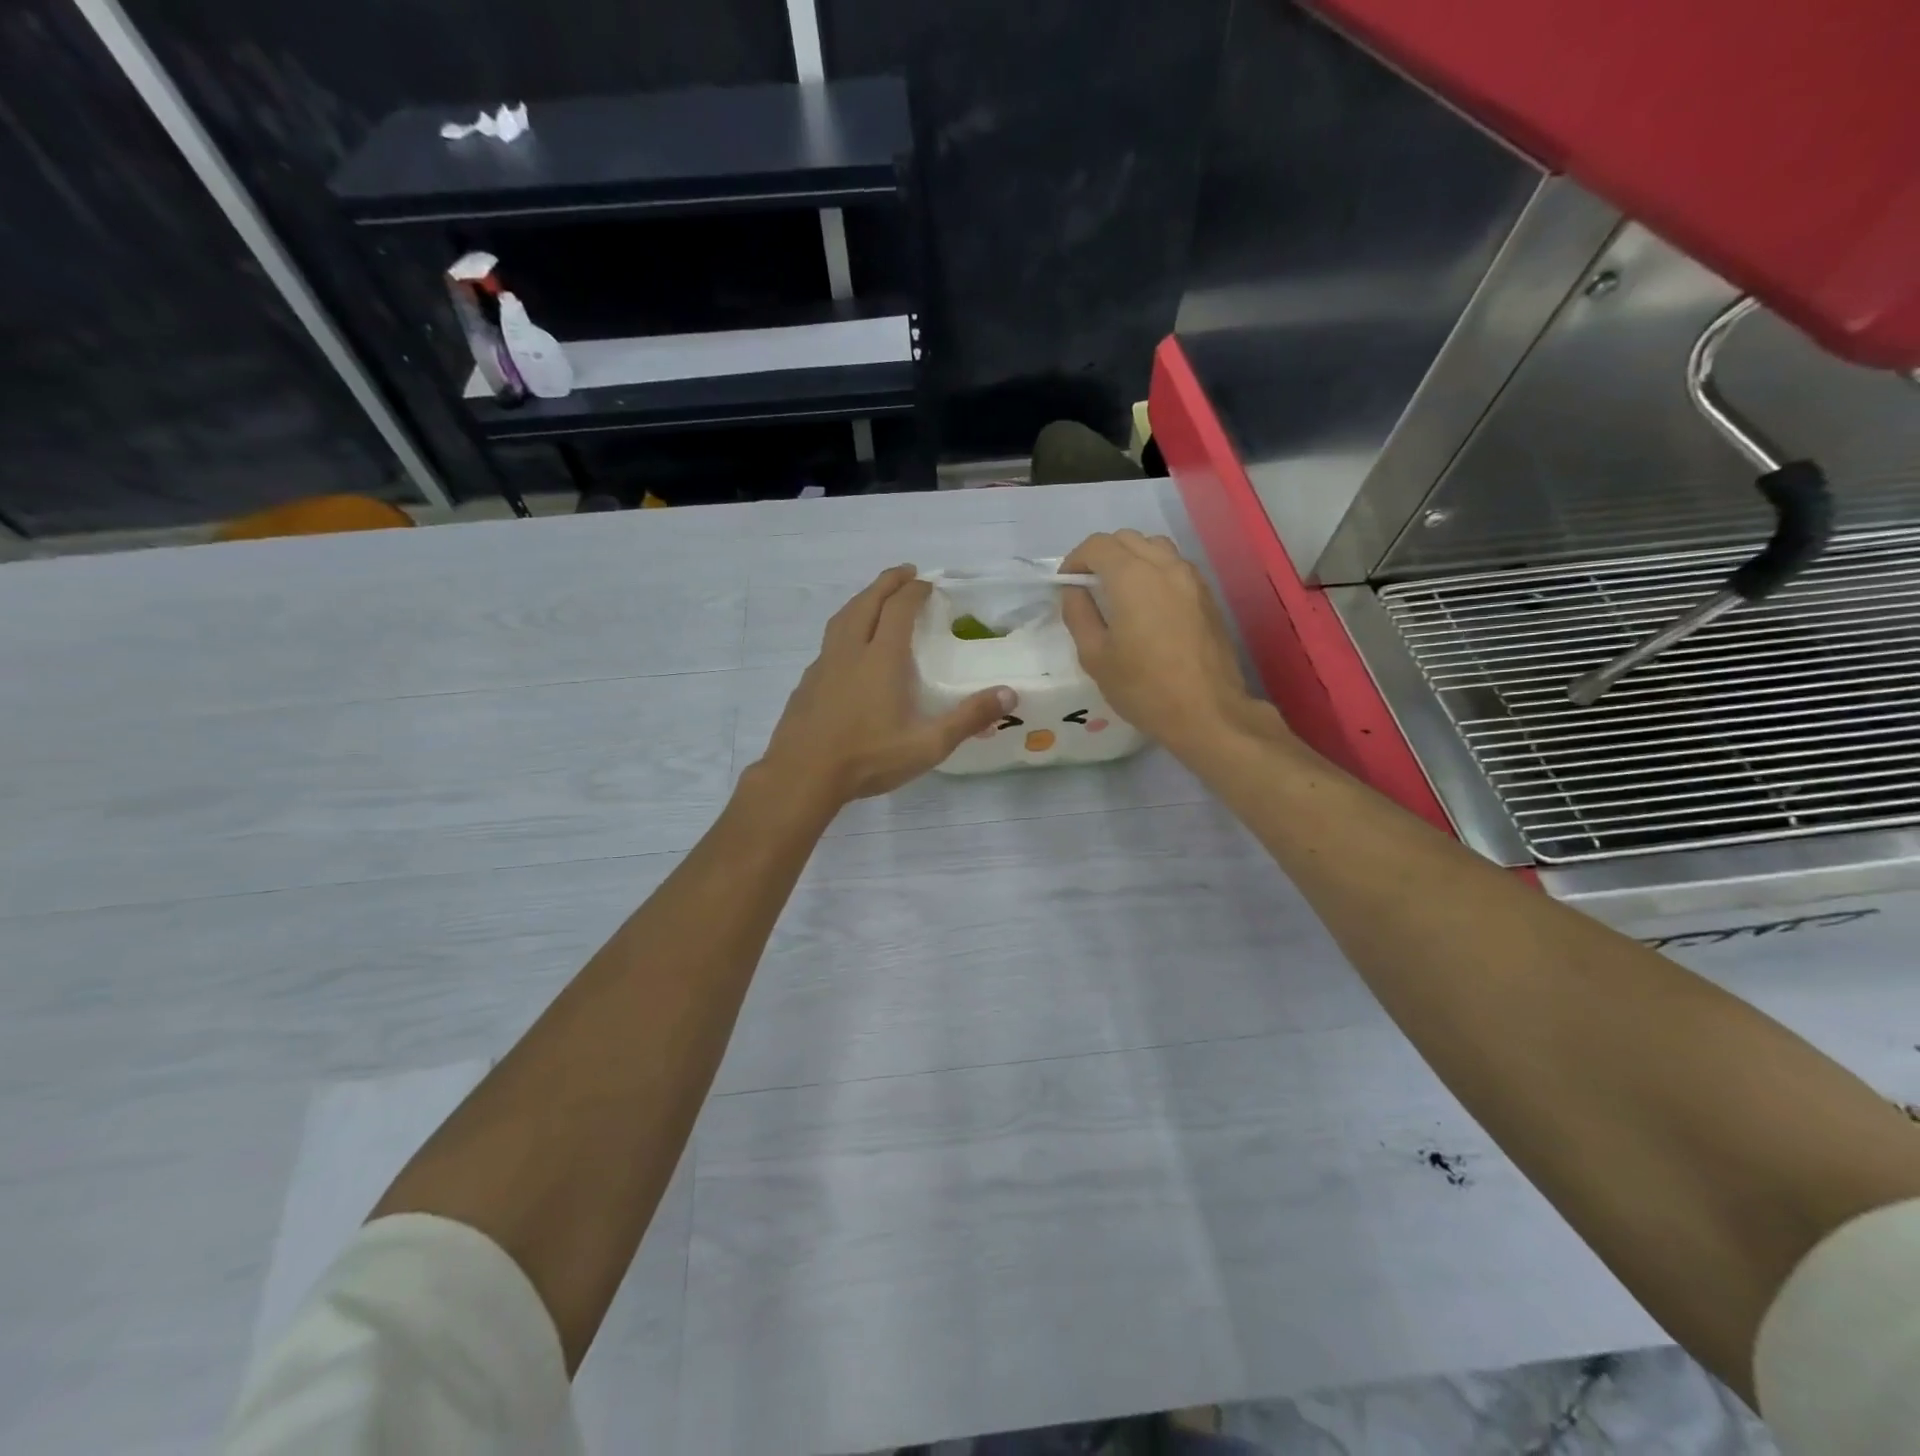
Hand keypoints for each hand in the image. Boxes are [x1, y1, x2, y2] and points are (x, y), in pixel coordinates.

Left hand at [757, 565, 1012, 805]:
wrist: (802, 776)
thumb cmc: (868, 758)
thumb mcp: (928, 745)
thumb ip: (968, 718)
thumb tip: (1010, 694)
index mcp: (881, 658)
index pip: (899, 609)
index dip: (914, 591)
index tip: (928, 583)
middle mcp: (850, 651)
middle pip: (867, 602)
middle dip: (888, 582)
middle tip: (905, 573)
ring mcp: (824, 665)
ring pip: (842, 617)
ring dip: (862, 599)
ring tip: (875, 598)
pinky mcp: (807, 683)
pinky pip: (829, 641)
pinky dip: (845, 627)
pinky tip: (849, 647)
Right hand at [1060, 531, 1282, 752]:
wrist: (1207, 711)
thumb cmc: (1143, 687)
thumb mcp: (1095, 657)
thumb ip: (1079, 615)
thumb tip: (1073, 590)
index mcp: (1132, 577)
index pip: (1097, 545)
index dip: (1075, 559)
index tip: (1066, 583)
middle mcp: (1165, 566)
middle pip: (1127, 539)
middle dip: (1102, 555)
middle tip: (1088, 586)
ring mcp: (1191, 578)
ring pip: (1155, 547)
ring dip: (1130, 558)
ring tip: (1118, 590)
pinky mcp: (1207, 595)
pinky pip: (1175, 566)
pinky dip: (1154, 571)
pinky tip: (1147, 604)